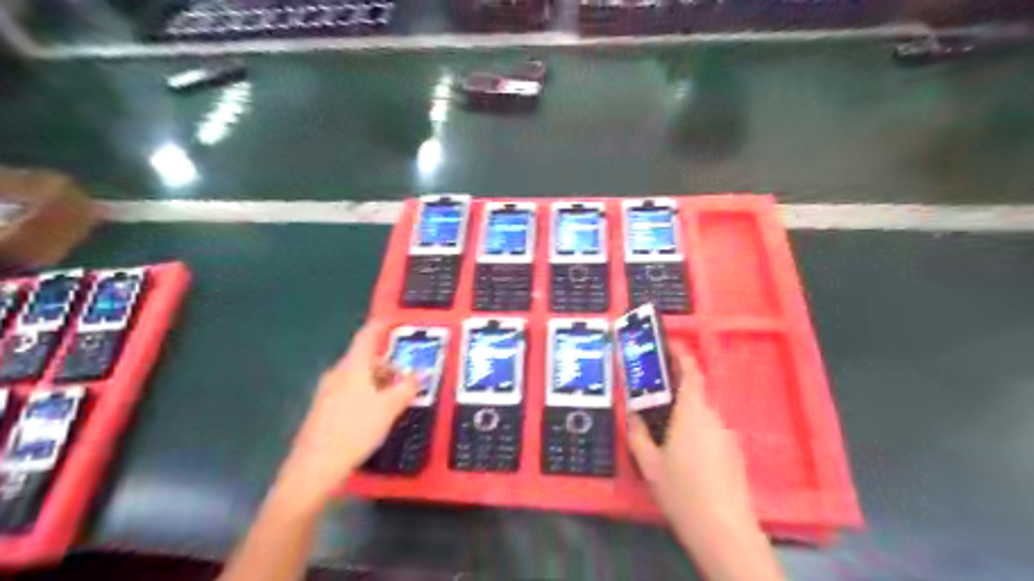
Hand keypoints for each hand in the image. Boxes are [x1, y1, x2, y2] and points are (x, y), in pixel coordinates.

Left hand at [279, 322, 419, 507]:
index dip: (380, 326)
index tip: (392, 321)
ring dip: (378, 380)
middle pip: (364, 358)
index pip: (366, 336)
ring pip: (357, 377)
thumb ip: (408, 387)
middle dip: (386, 363)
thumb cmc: (355, 429)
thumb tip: (422, 372)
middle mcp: (337, 374)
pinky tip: (375, 413)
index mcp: (352, 367)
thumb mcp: (390, 407)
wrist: (314, 468)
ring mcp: (327, 392)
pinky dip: (366, 393)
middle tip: (406, 376)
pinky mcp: (323, 410)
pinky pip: (349, 391)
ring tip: (395, 398)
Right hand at [627, 342, 757, 533]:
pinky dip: (695, 431)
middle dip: (675, 389)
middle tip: (652, 396)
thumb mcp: (649, 463)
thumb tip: (633, 414)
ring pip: (702, 415)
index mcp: (692, 412)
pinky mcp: (734, 454)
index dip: (682, 354)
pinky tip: (684, 456)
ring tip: (664, 431)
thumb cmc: (681, 491)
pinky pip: (711, 432)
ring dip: (684, 414)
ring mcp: (727, 436)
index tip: (669, 344)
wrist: (724, 531)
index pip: (691, 372)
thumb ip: (638, 433)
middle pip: (695, 393)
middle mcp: (713, 418)